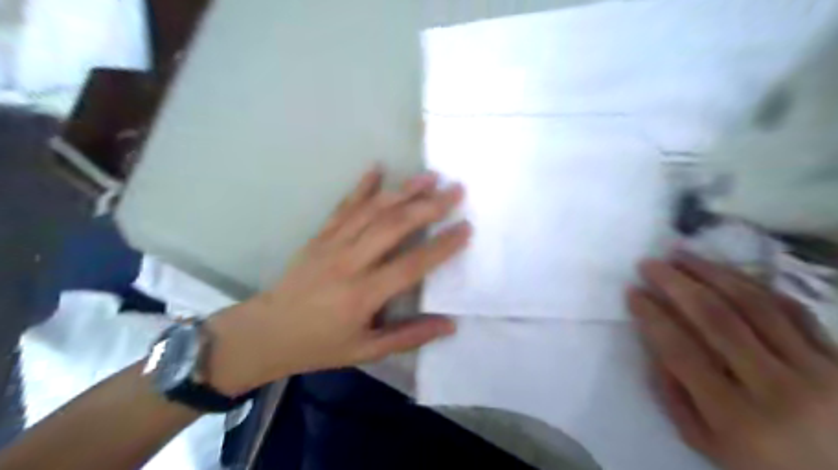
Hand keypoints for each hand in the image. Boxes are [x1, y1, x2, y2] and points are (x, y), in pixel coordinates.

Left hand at [206, 169, 467, 396]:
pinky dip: (362, 186)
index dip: (442, 246)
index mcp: (363, 294)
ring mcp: (332, 244)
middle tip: (455, 190)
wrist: (266, 332)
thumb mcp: (366, 351)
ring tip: (429, 176)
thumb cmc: (319, 345)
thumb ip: (409, 337)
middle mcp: (349, 262)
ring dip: (403, 191)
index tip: (466, 228)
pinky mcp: (320, 236)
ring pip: (372, 210)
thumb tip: (449, 325)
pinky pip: (344, 206)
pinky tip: (377, 168)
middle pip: (394, 226)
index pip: (412, 264)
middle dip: (429, 206)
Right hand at [632, 255, 836, 469]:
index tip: (632, 292)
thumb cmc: (765, 466)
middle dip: (676, 283)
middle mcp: (778, 388)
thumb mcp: (707, 445)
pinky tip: (728, 272)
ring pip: (755, 304)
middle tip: (649, 262)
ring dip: (712, 272)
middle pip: (717, 319)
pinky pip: (793, 309)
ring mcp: (817, 370)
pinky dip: (755, 286)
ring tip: (682, 253)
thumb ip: (673, 395)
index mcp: (738, 418)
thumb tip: (653, 342)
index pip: (681, 352)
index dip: (652, 316)